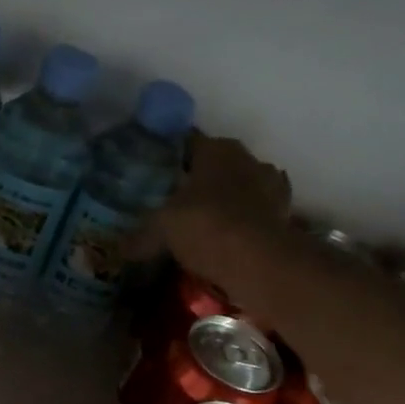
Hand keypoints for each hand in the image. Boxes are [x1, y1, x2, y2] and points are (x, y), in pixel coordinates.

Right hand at [148, 133, 292, 266]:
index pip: (189, 143)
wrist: (259, 261)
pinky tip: (230, 239)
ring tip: (204, 224)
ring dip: (227, 201)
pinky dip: (244, 223)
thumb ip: (142, 236)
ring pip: (240, 188)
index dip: (171, 158)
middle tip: (176, 202)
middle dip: (200, 182)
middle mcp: (247, 158)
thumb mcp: (162, 230)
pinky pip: (256, 213)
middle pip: (217, 166)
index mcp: (217, 149)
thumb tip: (121, 248)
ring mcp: (271, 185)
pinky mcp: (283, 214)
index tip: (156, 175)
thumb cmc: (206, 227)